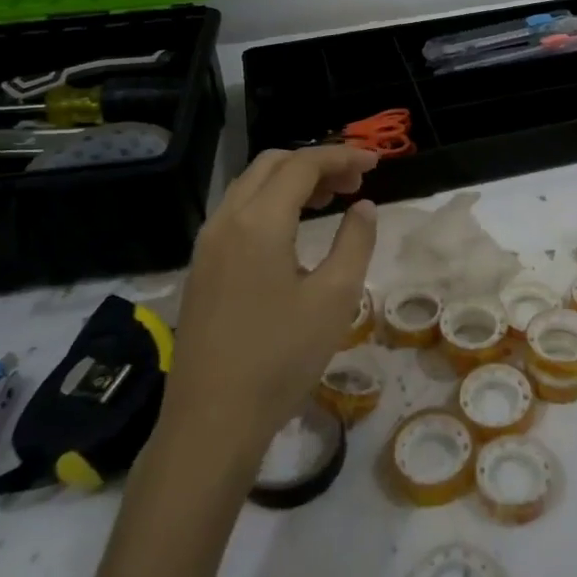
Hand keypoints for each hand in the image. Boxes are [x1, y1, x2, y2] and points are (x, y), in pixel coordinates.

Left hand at [162, 145, 380, 451]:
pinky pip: (236, 212)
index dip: (341, 157)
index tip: (375, 163)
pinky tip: (292, 232)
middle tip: (353, 183)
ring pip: (250, 186)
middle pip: (271, 165)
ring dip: (290, 181)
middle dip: (315, 163)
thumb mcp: (335, 298)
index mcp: (259, 222)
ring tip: (328, 201)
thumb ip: (355, 242)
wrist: (212, 420)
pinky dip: (269, 203)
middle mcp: (226, 220)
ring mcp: (207, 244)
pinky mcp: (201, 268)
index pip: (302, 165)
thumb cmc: (281, 357)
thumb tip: (363, 207)